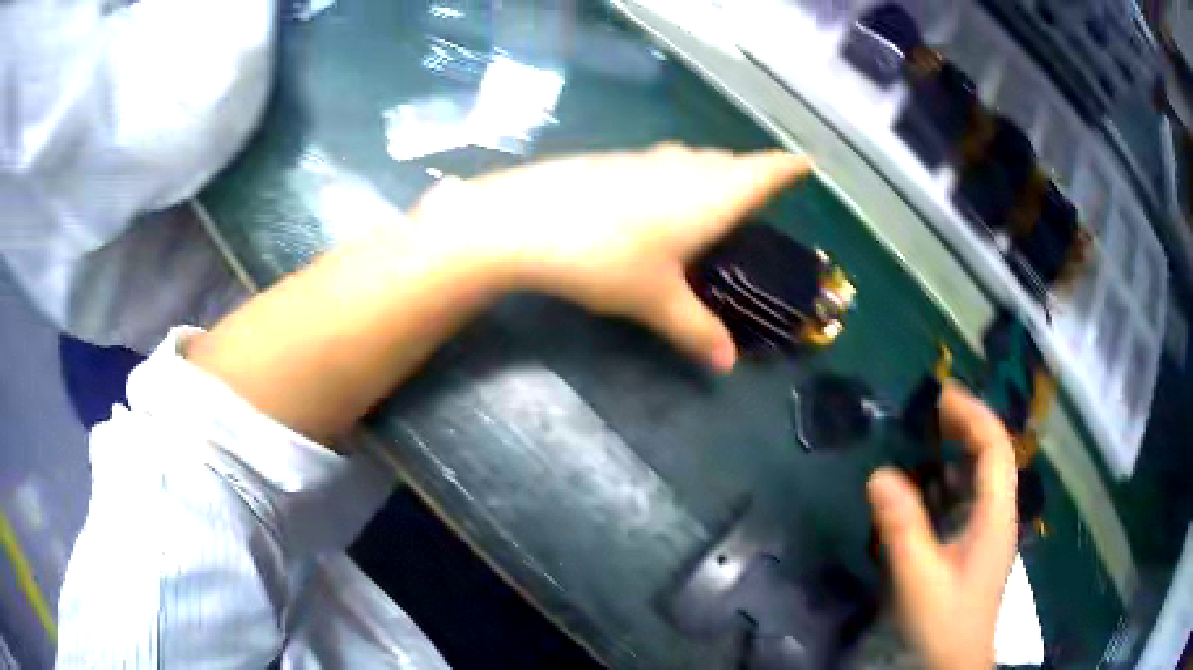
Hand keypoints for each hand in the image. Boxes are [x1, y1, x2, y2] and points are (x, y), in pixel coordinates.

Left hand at [410, 144, 810, 370]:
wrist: (525, 220)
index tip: (805, 167)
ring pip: (693, 160)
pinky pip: (659, 164)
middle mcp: (684, 167)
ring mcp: (645, 160)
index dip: (788, 168)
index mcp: (712, 195)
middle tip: (759, 194)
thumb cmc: (606, 257)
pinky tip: (655, 199)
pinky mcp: (611, 162)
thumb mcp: (656, 301)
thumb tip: (726, 364)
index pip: (765, 172)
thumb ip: (696, 330)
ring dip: (710, 172)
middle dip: (750, 174)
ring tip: (713, 195)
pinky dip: (673, 176)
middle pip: (730, 163)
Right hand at [867, 383, 1017, 669]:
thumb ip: (903, 528)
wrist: (956, 663)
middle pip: (996, 455)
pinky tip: (934, 485)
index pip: (996, 448)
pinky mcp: (980, 546)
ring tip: (933, 434)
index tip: (942, 395)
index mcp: (996, 516)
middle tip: (933, 408)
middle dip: (970, 425)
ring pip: (987, 476)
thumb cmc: (944, 622)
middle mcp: (1001, 515)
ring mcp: (993, 531)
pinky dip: (958, 478)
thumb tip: (880, 474)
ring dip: (965, 448)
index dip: (974, 415)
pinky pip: (975, 497)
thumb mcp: (919, 578)